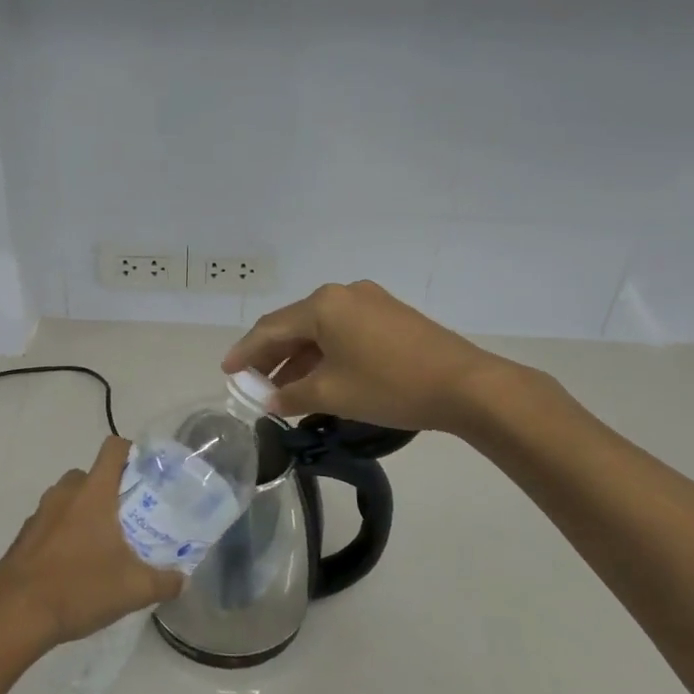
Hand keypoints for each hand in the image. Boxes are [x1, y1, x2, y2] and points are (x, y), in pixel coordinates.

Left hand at [0, 436, 183, 653]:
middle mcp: (65, 493)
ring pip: (70, 498)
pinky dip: (65, 532)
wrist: (14, 615)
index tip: (147, 474)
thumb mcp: (133, 590)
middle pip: (92, 474)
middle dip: (111, 490)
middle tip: (130, 518)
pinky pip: (52, 521)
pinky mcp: (24, 535)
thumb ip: (165, 582)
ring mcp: (40, 513)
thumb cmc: (78, 588)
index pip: (113, 448)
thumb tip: (183, 579)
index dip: (132, 452)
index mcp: (93, 492)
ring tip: (104, 545)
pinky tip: (75, 566)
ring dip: (86, 512)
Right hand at [223, 281, 515, 433]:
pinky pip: (344, 332)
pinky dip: (325, 354)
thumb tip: (270, 399)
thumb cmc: (390, 385)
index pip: (271, 328)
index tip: (227, 371)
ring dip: (300, 357)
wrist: (466, 385)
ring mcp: (370, 302)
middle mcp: (343, 293)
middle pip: (295, 325)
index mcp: (323, 305)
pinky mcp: (391, 316)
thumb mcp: (332, 394)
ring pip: (321, 330)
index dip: (245, 352)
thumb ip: (292, 395)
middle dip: (272, 355)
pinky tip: (320, 378)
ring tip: (284, 389)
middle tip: (253, 382)